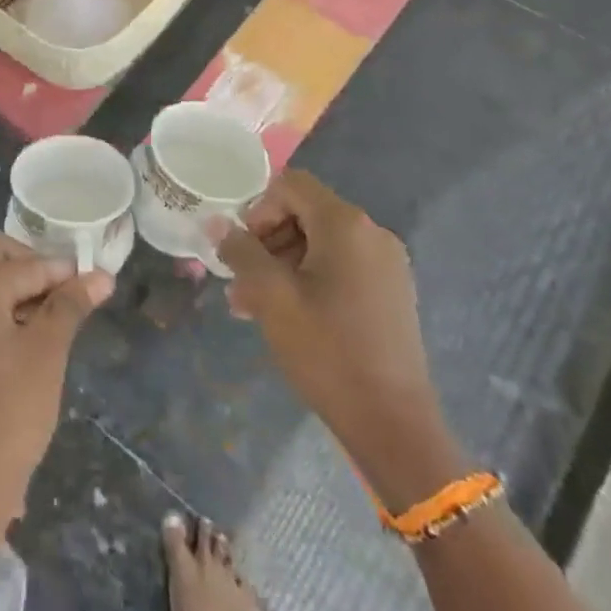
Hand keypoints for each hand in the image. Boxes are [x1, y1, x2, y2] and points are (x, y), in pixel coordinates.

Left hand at [0, 233, 113, 539]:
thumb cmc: (11, 412)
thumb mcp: (47, 353)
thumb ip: (70, 305)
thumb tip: (101, 275)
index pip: (23, 263)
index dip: (61, 269)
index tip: (93, 281)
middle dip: (32, 268)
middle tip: (66, 295)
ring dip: (13, 289)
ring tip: (50, 319)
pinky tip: (21, 340)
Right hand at [207, 172, 462, 507]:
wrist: (393, 424)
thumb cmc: (327, 350)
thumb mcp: (270, 295)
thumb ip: (240, 251)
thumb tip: (216, 223)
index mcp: (346, 225)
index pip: (291, 185)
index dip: (258, 208)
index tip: (242, 248)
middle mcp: (372, 233)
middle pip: (305, 213)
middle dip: (266, 240)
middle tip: (241, 281)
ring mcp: (387, 265)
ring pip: (320, 243)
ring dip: (282, 263)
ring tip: (253, 305)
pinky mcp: (391, 293)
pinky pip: (340, 267)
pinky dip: (309, 279)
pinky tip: (289, 316)